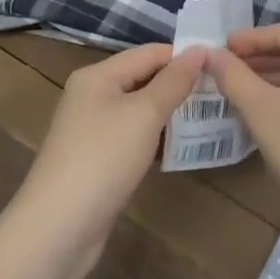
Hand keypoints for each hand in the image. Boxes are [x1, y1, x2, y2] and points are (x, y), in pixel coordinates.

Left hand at [10, 44, 206, 274]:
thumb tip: (200, 50)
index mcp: (97, 76)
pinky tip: (181, 147)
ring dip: (170, 113)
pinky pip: (134, 137)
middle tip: (221, 92)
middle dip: (179, 85)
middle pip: (143, 79)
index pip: (149, 53)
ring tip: (210, 116)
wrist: (58, 229)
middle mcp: (92, 96)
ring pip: (140, 110)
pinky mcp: (97, 160)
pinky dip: (157, 138)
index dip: (184, 57)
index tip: (222, 66)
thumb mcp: (145, 113)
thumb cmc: (103, 158)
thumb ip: (174, 81)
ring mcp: (92, 130)